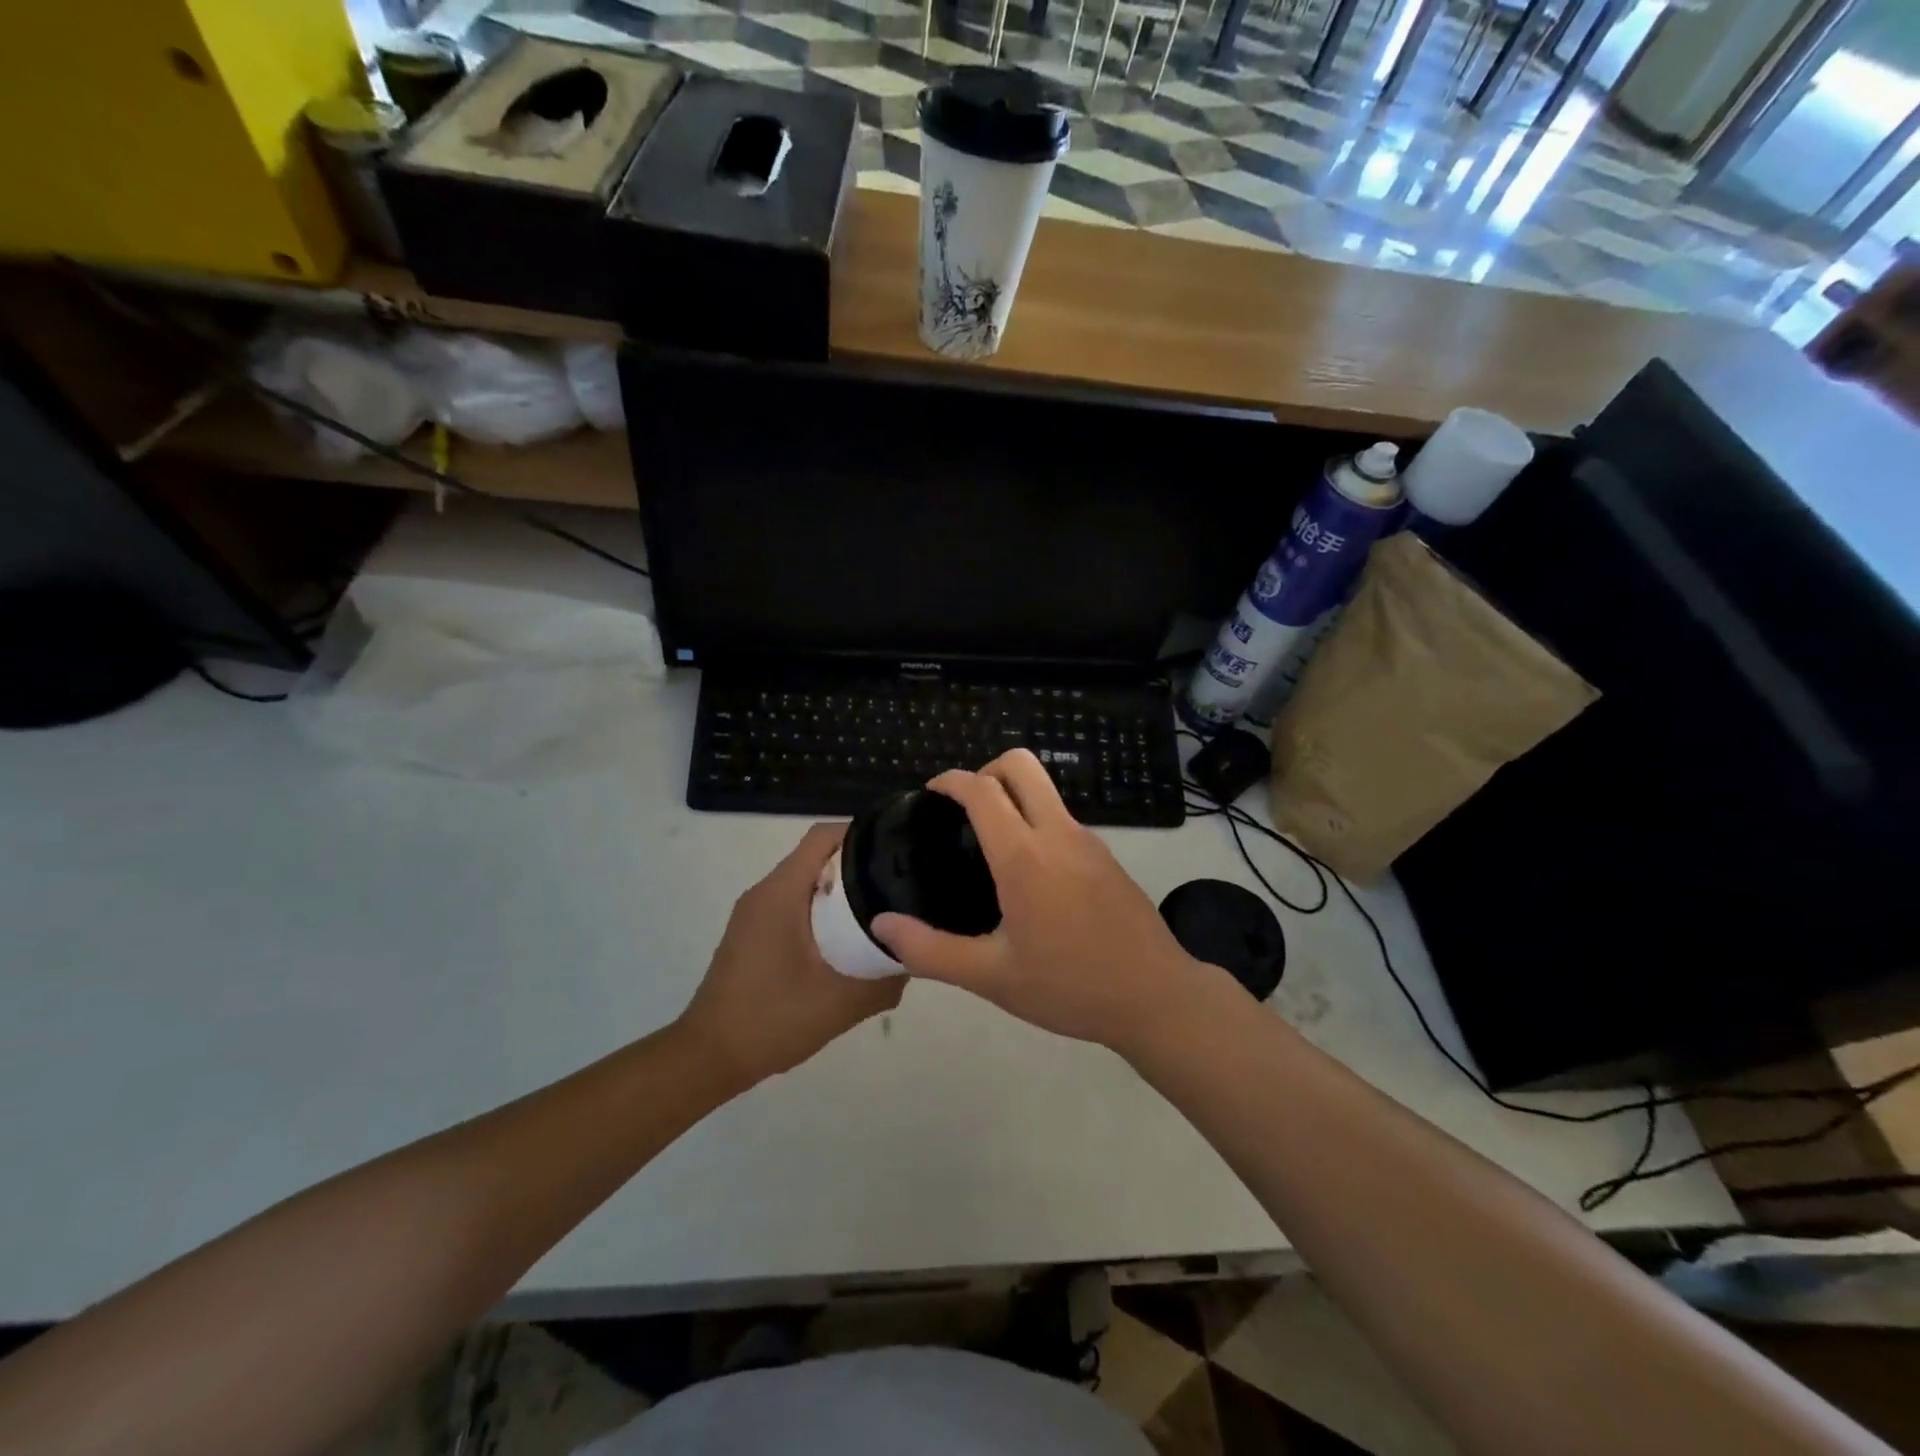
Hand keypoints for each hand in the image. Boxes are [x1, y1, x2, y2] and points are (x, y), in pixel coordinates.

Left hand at [679, 823, 903, 1086]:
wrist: (709, 1057)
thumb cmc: (772, 1019)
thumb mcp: (840, 1003)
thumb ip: (883, 981)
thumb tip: (912, 959)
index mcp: (781, 893)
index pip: (823, 836)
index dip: (862, 835)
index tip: (896, 853)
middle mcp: (764, 892)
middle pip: (817, 857)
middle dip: (858, 867)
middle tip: (897, 888)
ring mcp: (754, 913)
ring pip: (805, 883)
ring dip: (841, 893)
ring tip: (880, 914)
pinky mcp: (752, 934)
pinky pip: (793, 905)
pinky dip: (822, 913)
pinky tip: (846, 943)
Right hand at [872, 750, 1201, 1051]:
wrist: (1157, 997)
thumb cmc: (1071, 987)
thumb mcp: (992, 978)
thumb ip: (931, 951)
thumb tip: (882, 925)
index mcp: (1025, 857)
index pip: (983, 790)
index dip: (952, 781)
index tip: (931, 793)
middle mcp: (1058, 834)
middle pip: (1020, 765)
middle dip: (985, 771)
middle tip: (963, 811)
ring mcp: (1088, 841)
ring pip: (1045, 790)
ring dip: (1012, 797)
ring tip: (987, 846)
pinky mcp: (1106, 856)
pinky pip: (1061, 818)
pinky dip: (1035, 821)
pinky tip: (1027, 874)